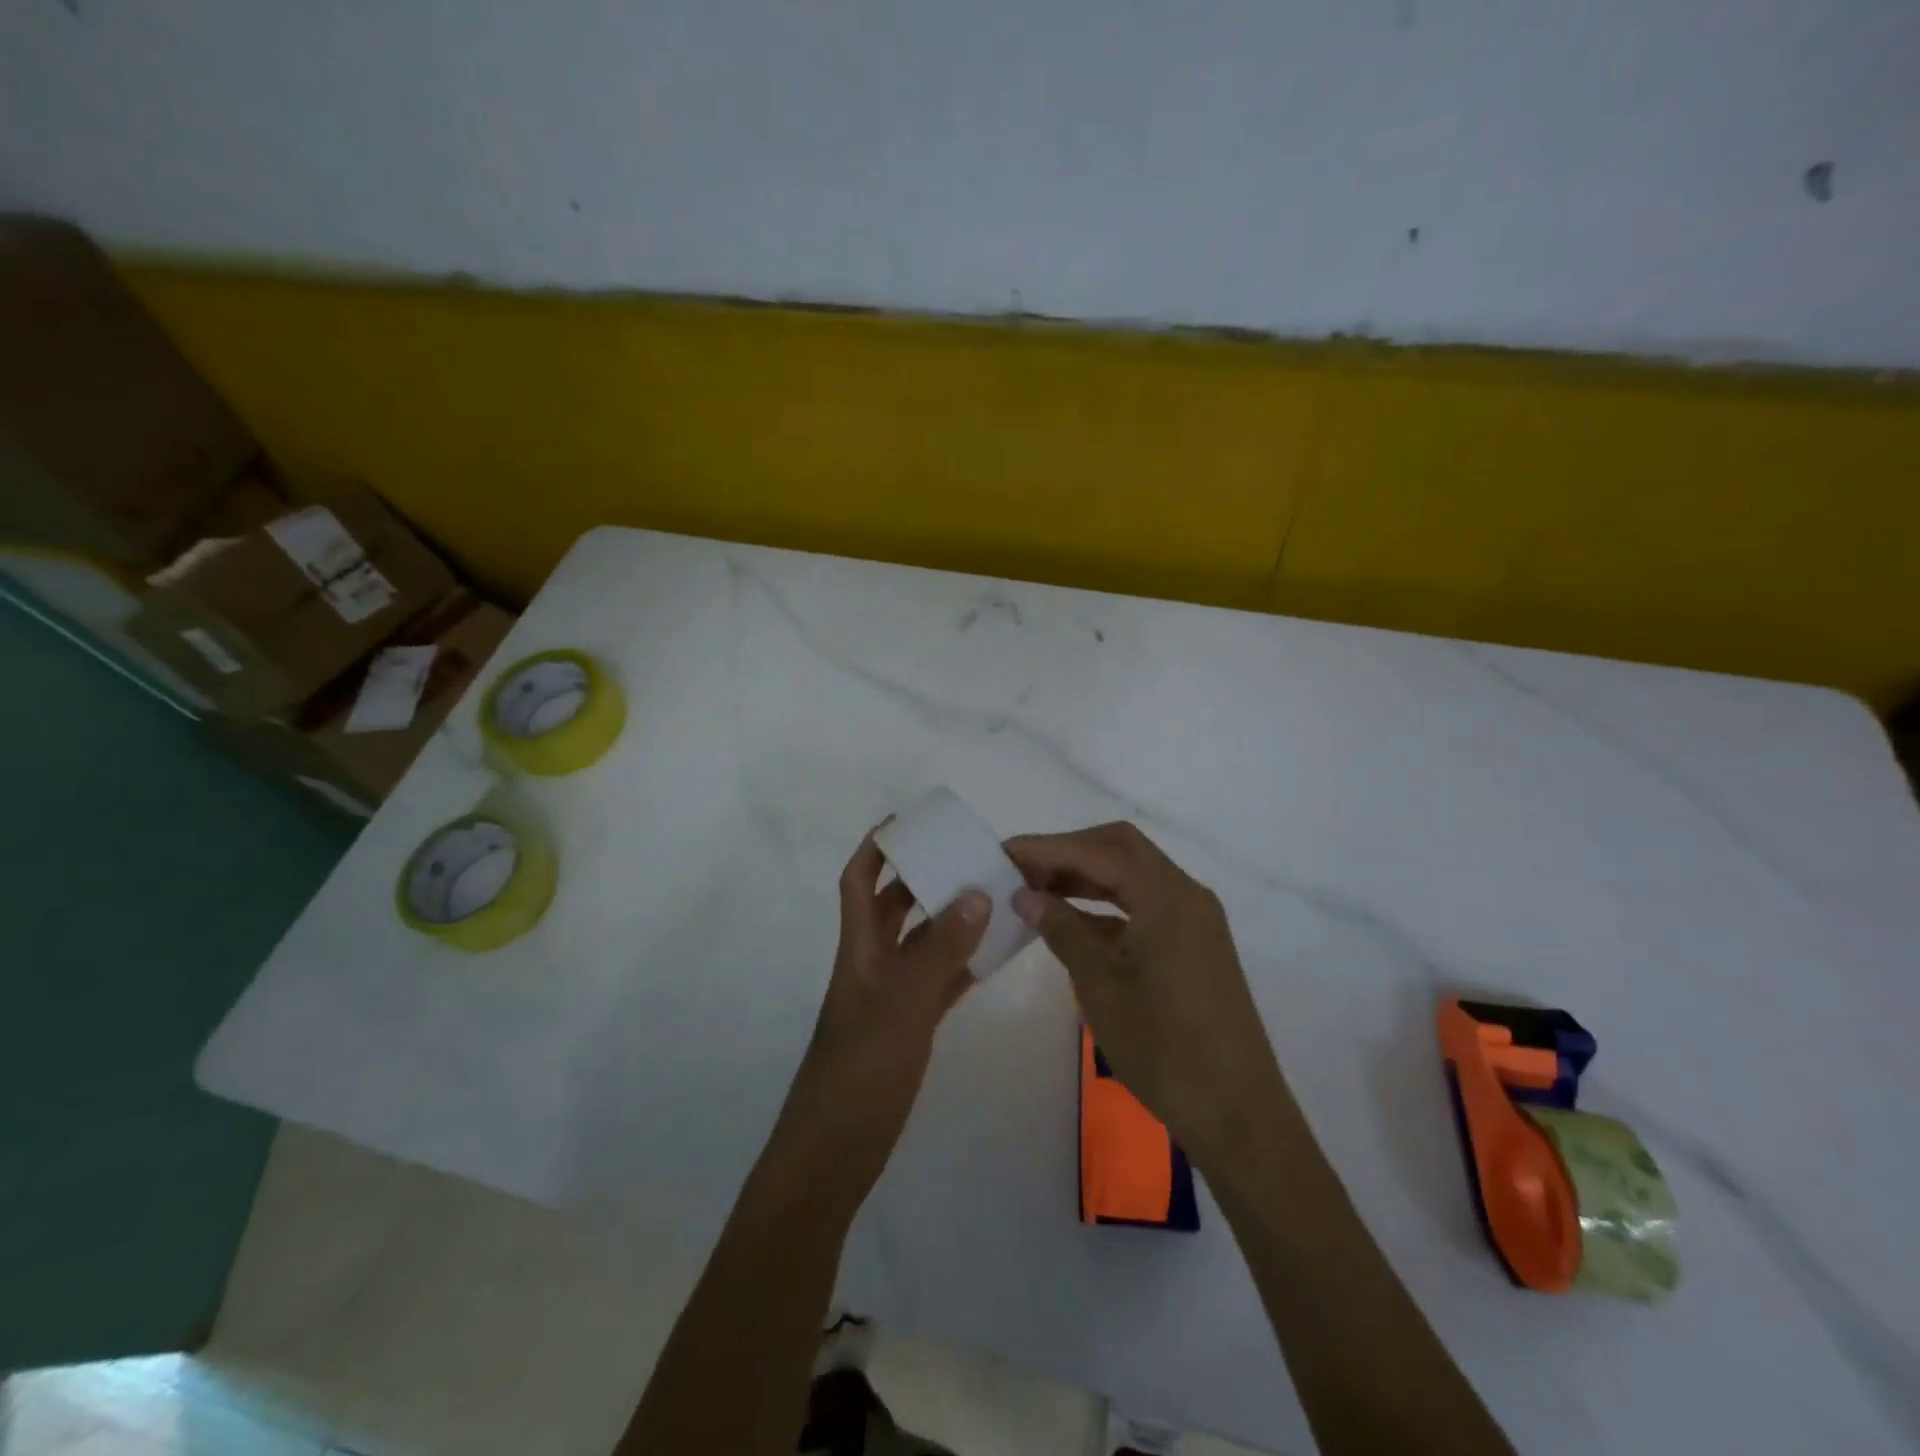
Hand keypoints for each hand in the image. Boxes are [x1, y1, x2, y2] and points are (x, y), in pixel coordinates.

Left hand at [776, 824, 989, 1205]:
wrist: (835, 1152)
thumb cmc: (861, 1070)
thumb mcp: (903, 1004)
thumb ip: (941, 949)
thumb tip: (976, 892)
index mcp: (859, 949)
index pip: (858, 882)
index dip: (876, 848)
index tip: (907, 821)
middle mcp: (873, 964)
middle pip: (895, 907)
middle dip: (924, 878)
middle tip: (968, 857)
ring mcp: (891, 998)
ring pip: (922, 944)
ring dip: (951, 920)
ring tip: (993, 897)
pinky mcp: (908, 1028)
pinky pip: (939, 982)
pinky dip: (963, 964)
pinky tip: (994, 954)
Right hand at [1006, 822, 1290, 1171]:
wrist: (1237, 1113)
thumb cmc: (1163, 1048)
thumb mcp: (1100, 986)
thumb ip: (1063, 930)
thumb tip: (1025, 895)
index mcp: (1167, 897)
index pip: (1099, 850)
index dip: (1048, 847)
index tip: (1004, 853)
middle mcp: (1186, 895)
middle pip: (1121, 850)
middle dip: (1069, 852)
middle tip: (1022, 868)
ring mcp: (1195, 920)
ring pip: (1134, 876)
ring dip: (1087, 877)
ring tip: (1038, 890)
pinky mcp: (1195, 944)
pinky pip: (1146, 905)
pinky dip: (1108, 905)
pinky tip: (1074, 923)